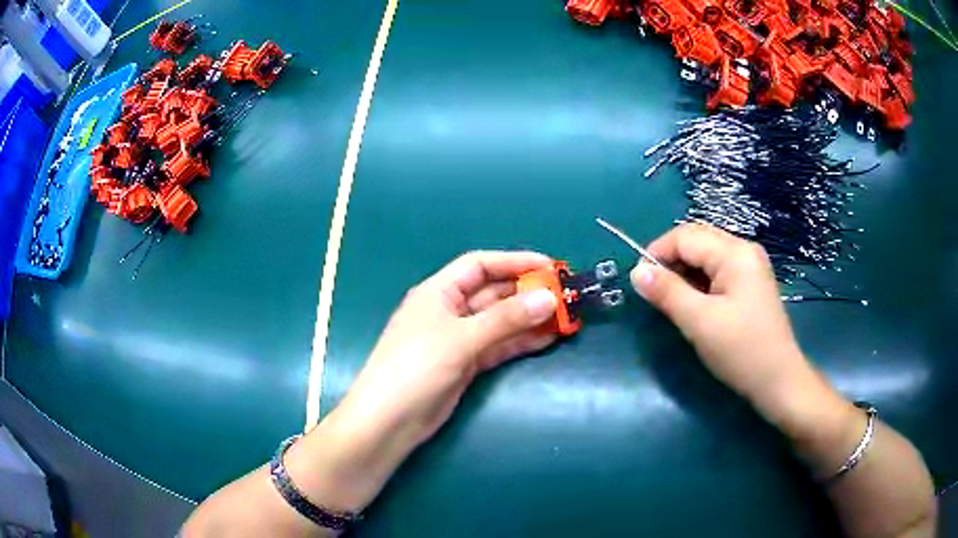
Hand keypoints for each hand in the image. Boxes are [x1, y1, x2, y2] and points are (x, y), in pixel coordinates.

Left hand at [308, 251, 558, 510]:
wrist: (390, 421)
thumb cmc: (416, 368)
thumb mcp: (460, 339)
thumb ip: (505, 319)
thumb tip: (548, 298)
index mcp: (438, 292)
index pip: (480, 265)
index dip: (514, 262)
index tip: (550, 266)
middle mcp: (449, 311)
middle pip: (493, 293)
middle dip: (527, 292)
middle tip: (564, 295)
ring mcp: (459, 339)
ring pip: (500, 322)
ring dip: (529, 319)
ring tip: (565, 317)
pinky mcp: (466, 365)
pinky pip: (499, 346)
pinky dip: (521, 342)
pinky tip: (547, 339)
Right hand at [629, 223, 806, 404]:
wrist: (778, 381)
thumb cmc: (741, 350)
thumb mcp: (699, 322)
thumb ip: (667, 292)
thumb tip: (637, 271)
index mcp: (735, 253)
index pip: (685, 236)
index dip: (657, 253)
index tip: (639, 283)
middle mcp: (744, 250)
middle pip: (697, 240)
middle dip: (671, 260)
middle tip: (655, 292)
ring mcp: (750, 267)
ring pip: (706, 256)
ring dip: (684, 272)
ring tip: (673, 301)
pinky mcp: (751, 284)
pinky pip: (718, 271)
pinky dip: (699, 282)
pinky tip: (695, 304)